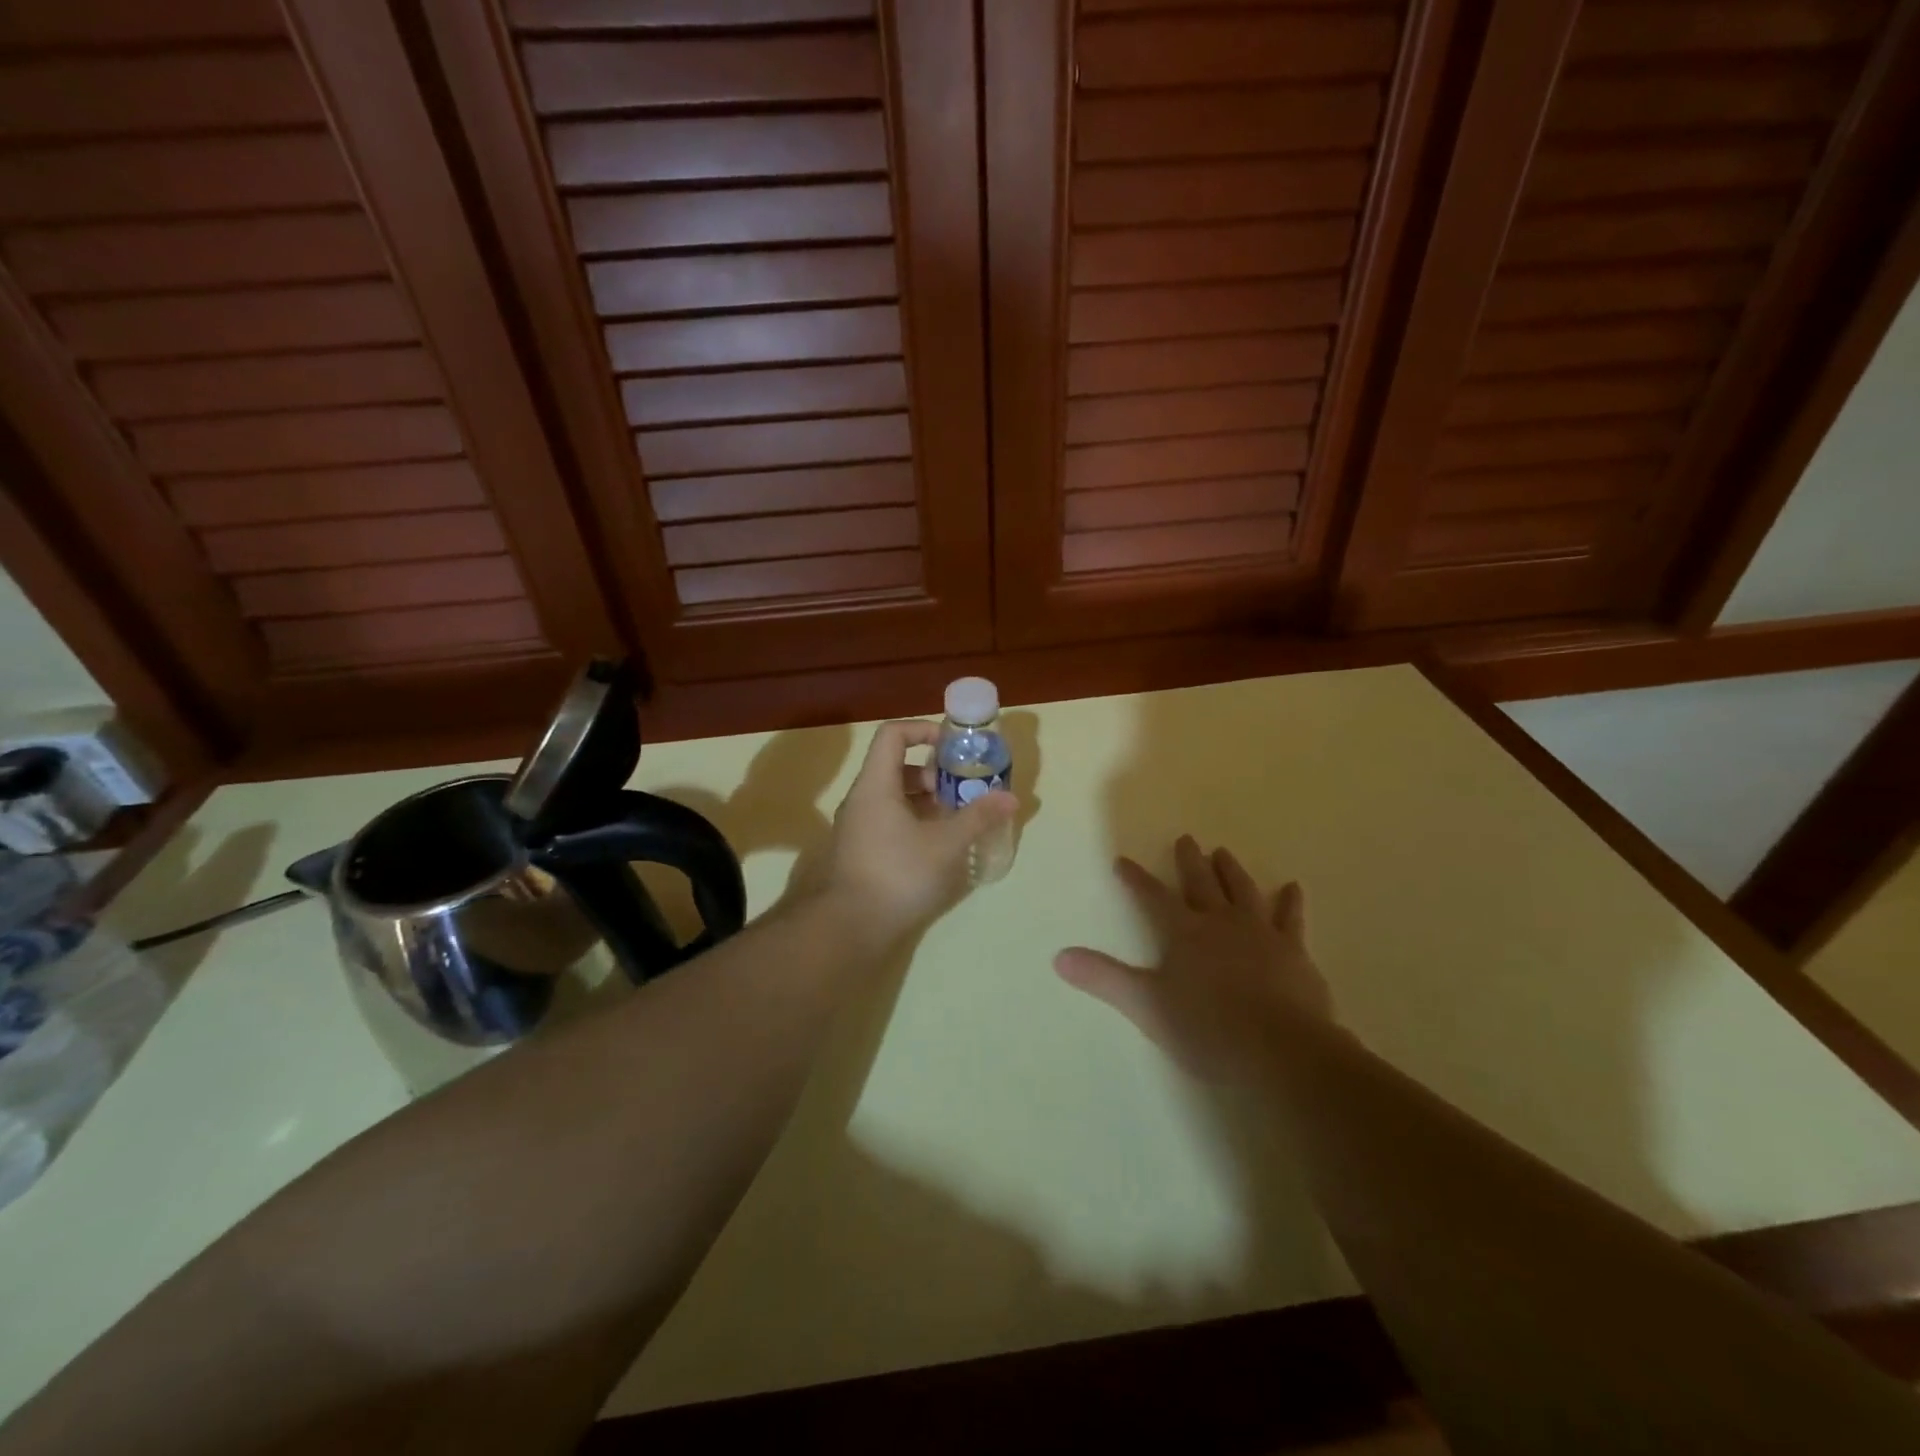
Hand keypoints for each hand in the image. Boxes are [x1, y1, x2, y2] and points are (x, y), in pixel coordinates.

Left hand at [799, 720, 1015, 951]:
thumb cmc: (897, 874)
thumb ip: (978, 817)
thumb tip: (1011, 797)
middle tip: (963, 791)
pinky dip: (915, 823)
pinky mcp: (860, 852)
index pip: (893, 734)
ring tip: (957, 820)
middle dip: (934, 773)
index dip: (924, 730)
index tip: (953, 747)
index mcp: (876, 784)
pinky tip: (938, 848)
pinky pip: (889, 822)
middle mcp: (862, 799)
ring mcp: (858, 827)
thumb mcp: (946, 844)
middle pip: (897, 767)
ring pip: (895, 798)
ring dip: (927, 801)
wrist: (847, 928)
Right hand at [1055, 836, 1332, 1081]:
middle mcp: (1220, 923)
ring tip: (1223, 852)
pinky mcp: (1294, 952)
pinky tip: (1293, 887)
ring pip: (1242, 891)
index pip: (1152, 897)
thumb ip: (1104, 978)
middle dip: (1189, 861)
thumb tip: (1059, 957)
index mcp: (1183, 933)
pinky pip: (1291, 919)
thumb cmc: (1206, 1029)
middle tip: (1185, 839)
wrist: (1280, 1050)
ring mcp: (1260, 934)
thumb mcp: (1146, 1005)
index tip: (1121, 860)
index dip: (1135, 879)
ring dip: (1231, 871)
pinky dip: (1290, 902)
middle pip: (1201, 883)